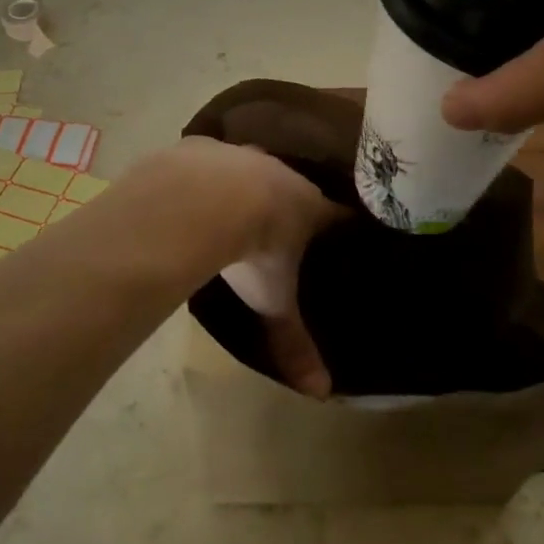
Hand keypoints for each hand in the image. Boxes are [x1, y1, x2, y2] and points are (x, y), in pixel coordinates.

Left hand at [167, 138, 344, 397]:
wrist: (203, 200)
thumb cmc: (253, 250)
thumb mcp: (273, 300)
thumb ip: (293, 342)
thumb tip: (321, 393)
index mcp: (309, 206)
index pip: (339, 213)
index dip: (342, 224)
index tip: (345, 232)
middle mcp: (282, 174)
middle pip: (296, 187)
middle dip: (293, 204)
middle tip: (289, 224)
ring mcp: (242, 156)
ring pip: (255, 169)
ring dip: (251, 185)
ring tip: (242, 206)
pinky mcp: (204, 149)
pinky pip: (213, 161)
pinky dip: (210, 176)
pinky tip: (198, 193)